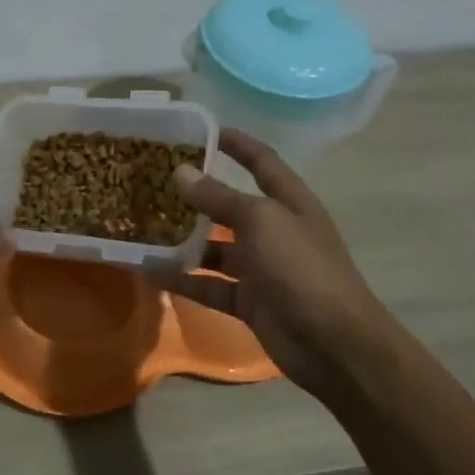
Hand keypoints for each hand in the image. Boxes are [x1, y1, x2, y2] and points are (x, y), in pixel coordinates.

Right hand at [155, 130, 387, 397]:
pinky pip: (209, 285)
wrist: (331, 343)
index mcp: (289, 203)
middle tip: (154, 183)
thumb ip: (219, 198)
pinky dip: (183, 280)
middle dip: (197, 195)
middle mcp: (275, 231)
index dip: (237, 144)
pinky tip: (150, 272)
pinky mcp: (248, 301)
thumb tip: (180, 172)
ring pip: (215, 249)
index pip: (262, 162)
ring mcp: (262, 268)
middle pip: (231, 206)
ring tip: (142, 228)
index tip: (201, 131)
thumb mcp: (260, 222)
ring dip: (183, 241)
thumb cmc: (301, 269)